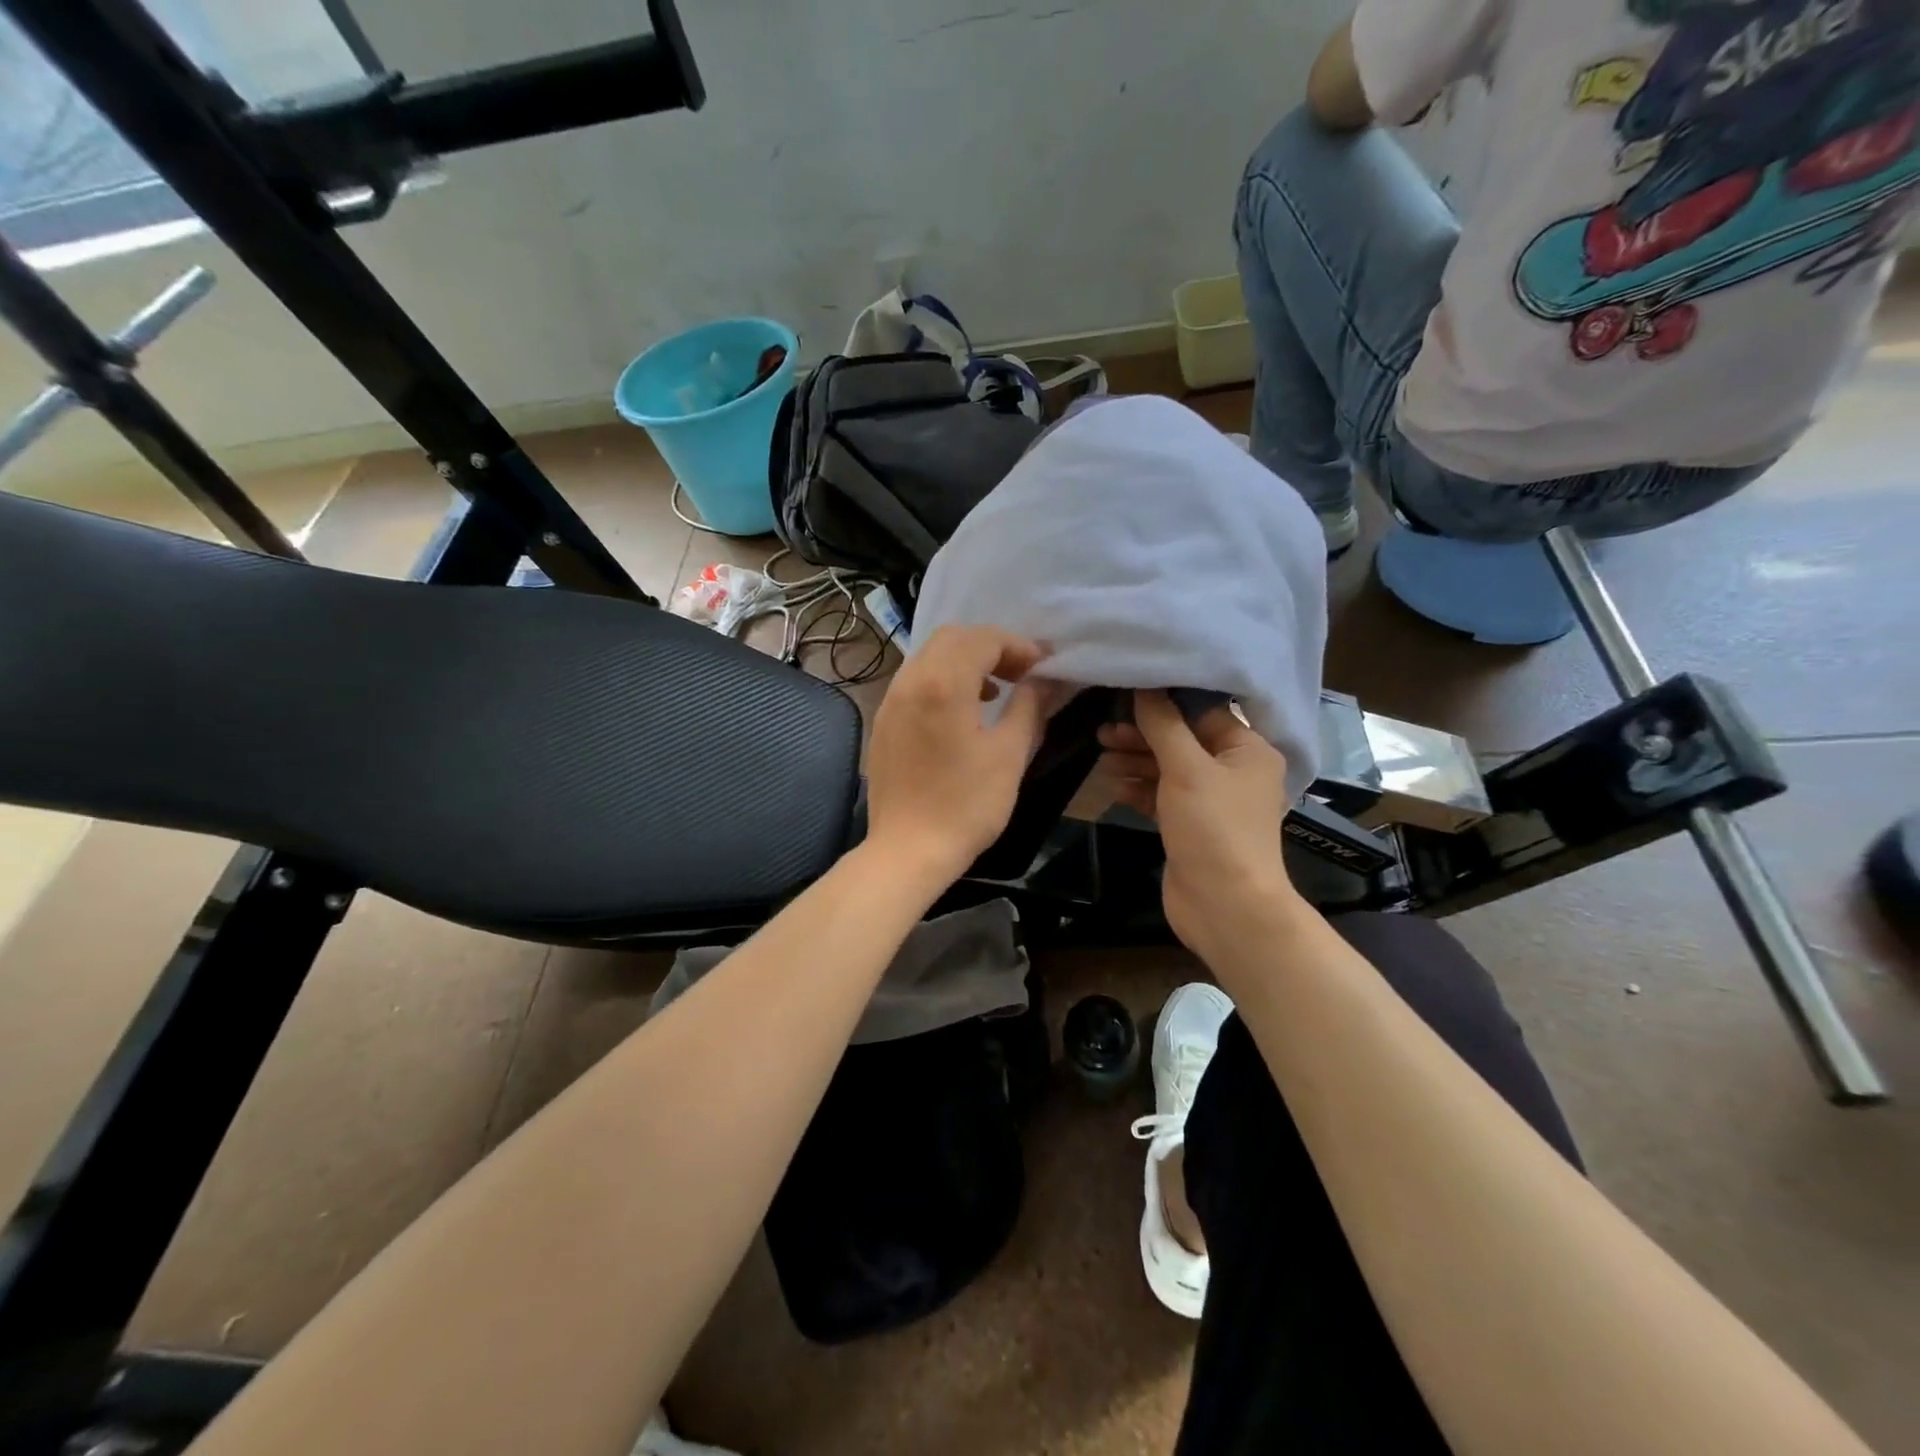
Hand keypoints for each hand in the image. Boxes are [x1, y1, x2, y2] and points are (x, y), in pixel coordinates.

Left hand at [865, 625, 1048, 887]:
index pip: (983, 640)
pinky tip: (961, 712)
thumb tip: (1044, 681)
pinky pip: (914, 681)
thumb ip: (1029, 707)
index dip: (1018, 646)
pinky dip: (942, 680)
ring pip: (929, 656)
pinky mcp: (883, 722)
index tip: (1043, 666)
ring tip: (995, 691)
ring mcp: (890, 701)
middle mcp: (910, 681)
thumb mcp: (1009, 755)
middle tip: (1021, 673)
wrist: (908, 850)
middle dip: (991, 646)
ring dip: (965, 661)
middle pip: (952, 638)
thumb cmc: (966, 806)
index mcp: (943, 684)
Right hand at [1097, 691, 1300, 964]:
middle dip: (1143, 734)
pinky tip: (1114, 786)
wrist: (1225, 906)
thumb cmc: (1213, 829)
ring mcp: (1211, 800)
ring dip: (1136, 760)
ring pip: (1168, 767)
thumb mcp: (1187, 769)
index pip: (1203, 710)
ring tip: (1101, 754)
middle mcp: (1233, 770)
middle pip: (1182, 739)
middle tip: (1104, 731)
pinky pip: (1162, 795)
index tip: (1125, 691)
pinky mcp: (1190, 825)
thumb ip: (1164, 725)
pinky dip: (1140, 788)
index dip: (1164, 700)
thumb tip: (1145, 686)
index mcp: (1247, 750)